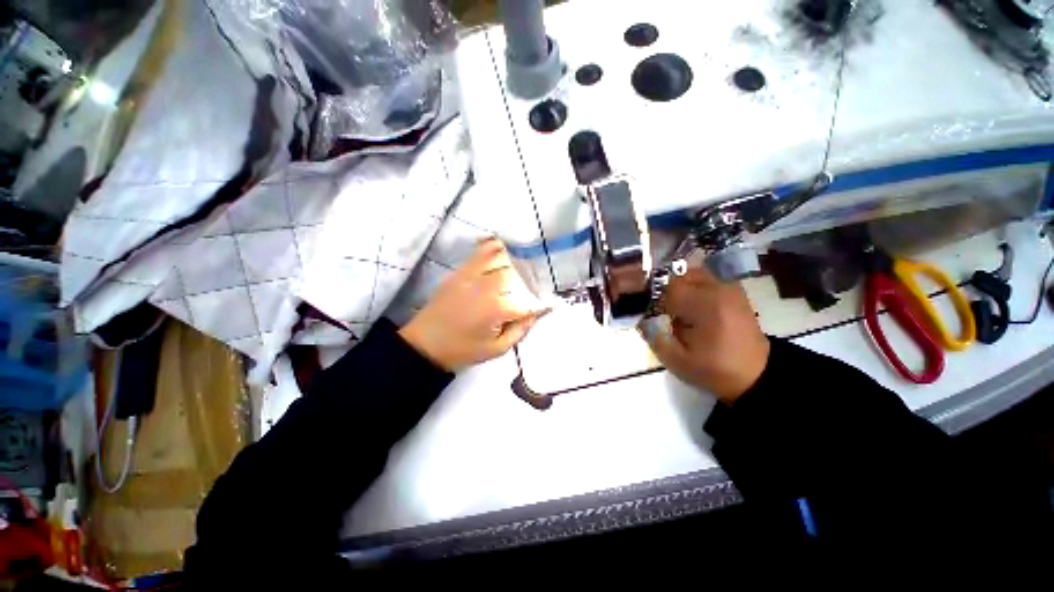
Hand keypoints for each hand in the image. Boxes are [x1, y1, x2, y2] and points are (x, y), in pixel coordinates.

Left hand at [399, 239, 545, 371]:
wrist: (425, 345)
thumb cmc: (463, 350)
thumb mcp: (497, 349)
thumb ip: (520, 330)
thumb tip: (536, 314)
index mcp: (498, 309)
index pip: (528, 302)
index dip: (541, 304)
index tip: (548, 306)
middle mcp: (487, 288)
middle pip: (515, 274)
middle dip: (527, 279)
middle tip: (532, 285)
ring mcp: (472, 277)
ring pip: (498, 258)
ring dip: (512, 259)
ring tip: (522, 259)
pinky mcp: (459, 273)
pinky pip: (478, 254)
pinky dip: (491, 247)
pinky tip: (499, 246)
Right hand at [640, 267, 769, 403]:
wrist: (757, 374)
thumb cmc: (715, 369)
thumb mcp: (678, 361)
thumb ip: (655, 339)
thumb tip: (642, 321)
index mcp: (705, 306)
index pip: (669, 289)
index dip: (658, 303)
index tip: (659, 318)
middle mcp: (718, 290)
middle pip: (681, 276)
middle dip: (669, 292)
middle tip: (668, 313)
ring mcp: (730, 288)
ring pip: (694, 273)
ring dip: (682, 287)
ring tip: (682, 308)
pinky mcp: (736, 291)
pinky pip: (708, 278)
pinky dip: (696, 286)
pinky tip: (696, 305)